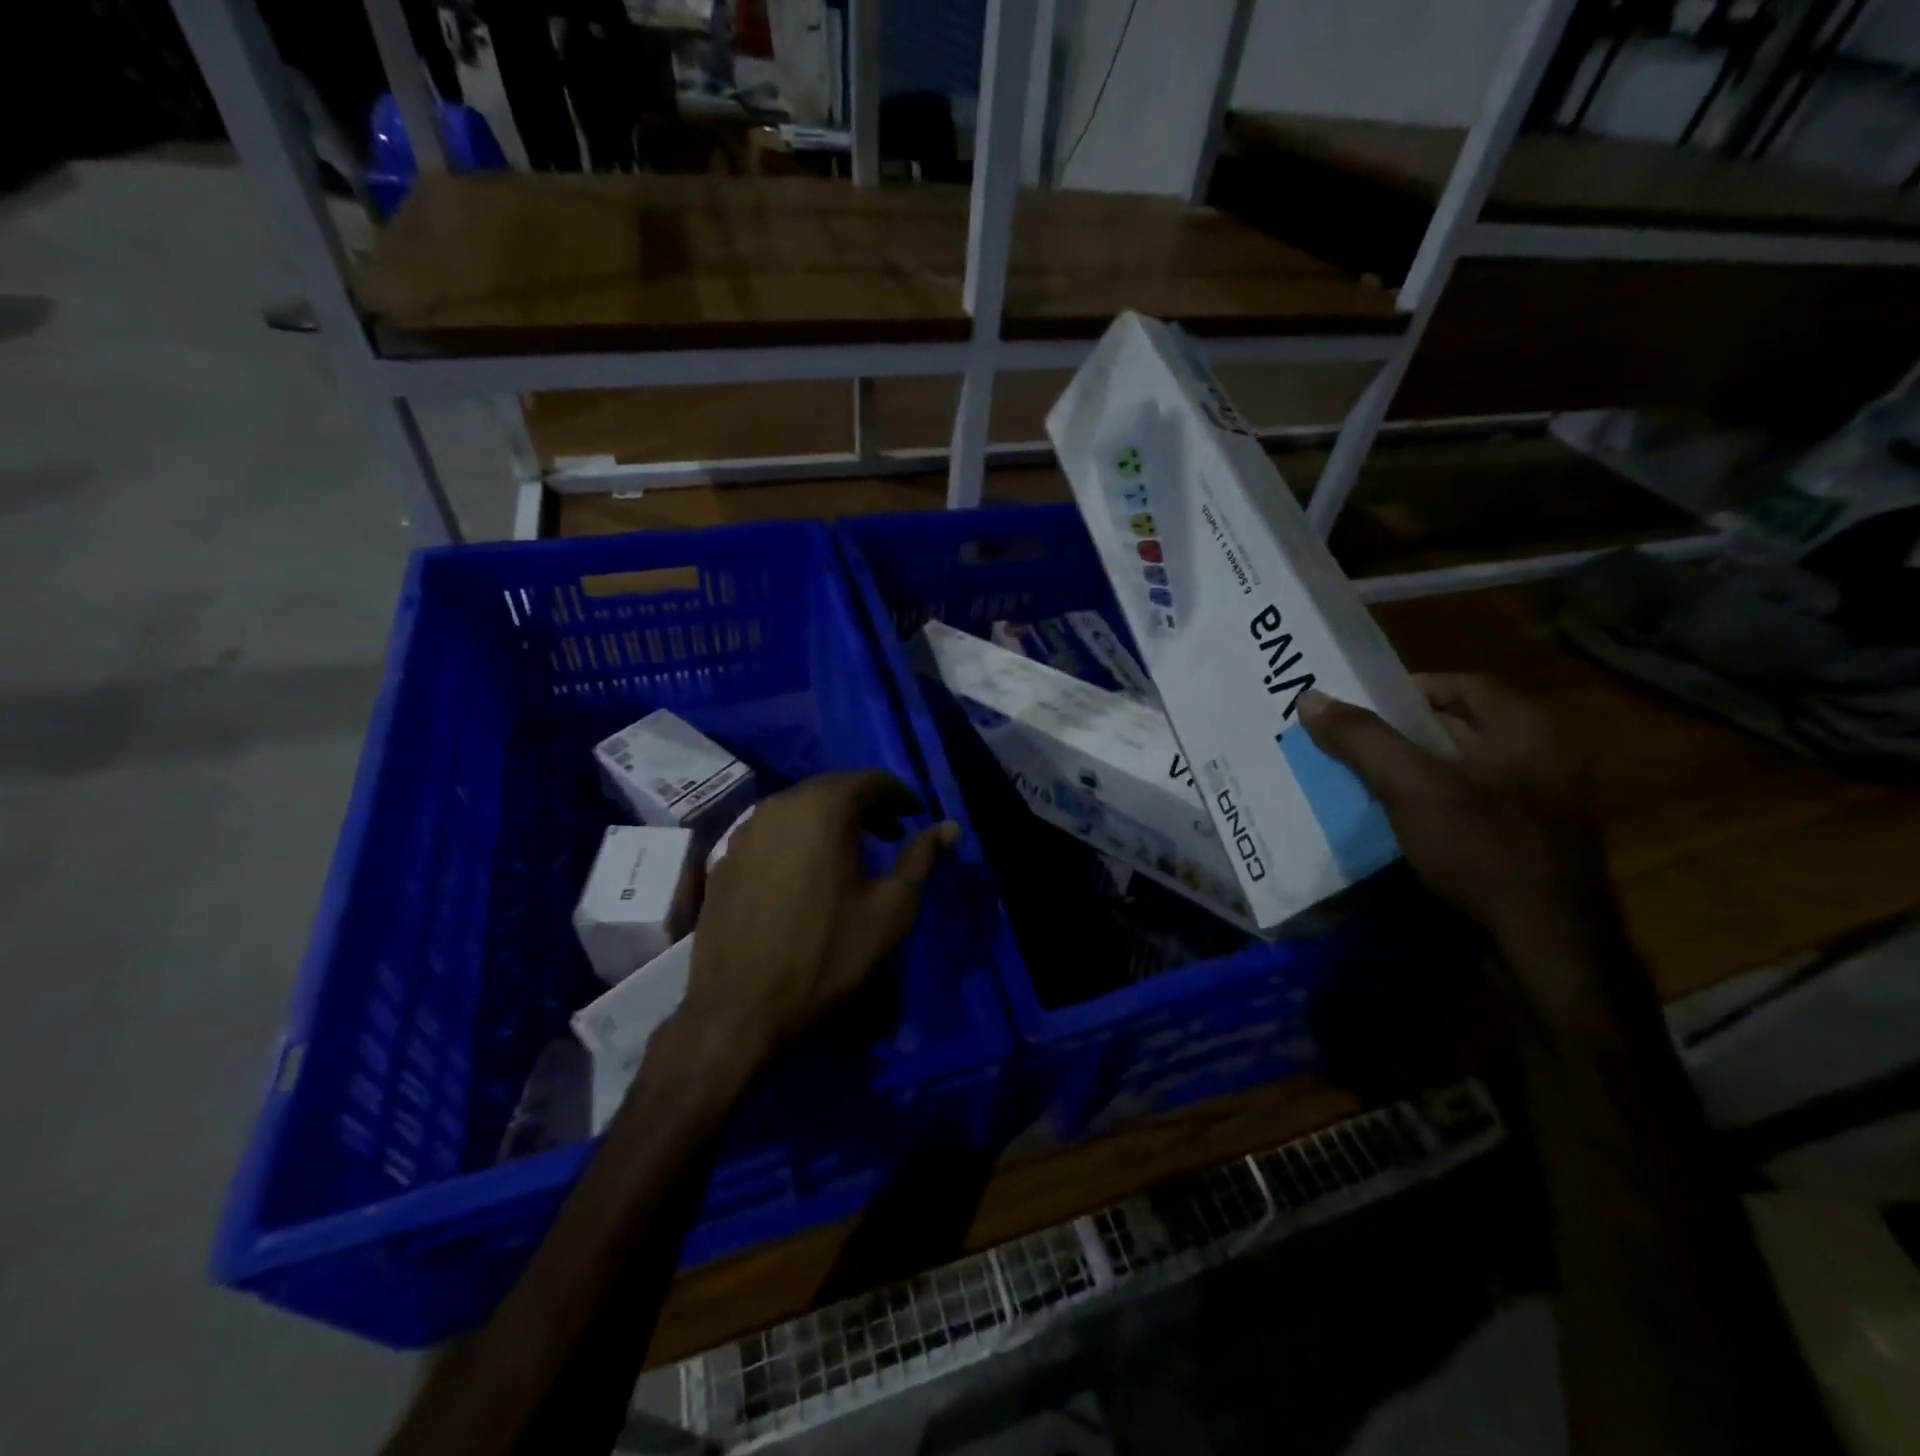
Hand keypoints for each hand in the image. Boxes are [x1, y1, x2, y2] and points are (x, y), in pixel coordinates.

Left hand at [676, 771, 958, 1064]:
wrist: (737, 1009)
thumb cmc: (825, 955)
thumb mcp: (890, 910)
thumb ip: (921, 860)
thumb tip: (950, 827)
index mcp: (823, 809)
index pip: (869, 781)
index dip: (898, 794)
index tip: (915, 816)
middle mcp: (780, 805)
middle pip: (831, 788)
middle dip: (865, 804)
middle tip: (890, 833)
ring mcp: (745, 830)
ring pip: (799, 807)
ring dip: (830, 819)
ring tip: (852, 852)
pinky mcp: (724, 856)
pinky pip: (772, 829)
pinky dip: (799, 836)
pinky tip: (807, 870)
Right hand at [1300, 676, 1630, 1014]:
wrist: (1548, 945)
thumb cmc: (1483, 848)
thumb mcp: (1412, 786)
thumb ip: (1361, 739)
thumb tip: (1309, 697)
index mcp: (1524, 729)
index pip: (1459, 685)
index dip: (1405, 690)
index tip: (1357, 708)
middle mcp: (1538, 757)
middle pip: (1454, 729)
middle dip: (1397, 735)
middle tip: (1345, 744)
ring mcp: (1536, 804)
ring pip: (1456, 772)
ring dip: (1408, 774)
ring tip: (1356, 783)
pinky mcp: (1525, 844)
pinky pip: (1466, 809)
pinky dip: (1427, 808)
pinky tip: (1393, 826)